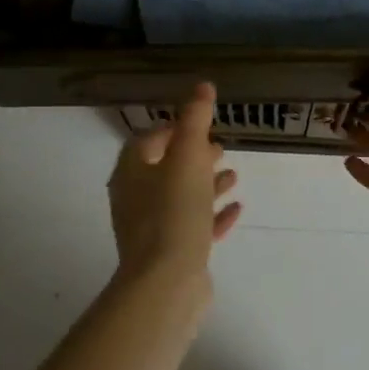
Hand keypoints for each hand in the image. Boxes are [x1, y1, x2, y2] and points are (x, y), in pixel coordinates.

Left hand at [107, 82, 241, 282]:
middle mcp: (135, 197)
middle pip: (165, 168)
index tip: (200, 124)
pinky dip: (212, 214)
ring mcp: (150, 229)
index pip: (149, 140)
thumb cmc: (174, 211)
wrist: (165, 284)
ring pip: (180, 198)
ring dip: (206, 184)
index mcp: (132, 171)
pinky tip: (236, 209)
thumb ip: (195, 119)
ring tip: (233, 175)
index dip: (174, 128)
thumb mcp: (188, 157)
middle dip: (193, 156)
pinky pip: (192, 226)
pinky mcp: (169, 255)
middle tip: (220, 148)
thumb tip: (202, 86)